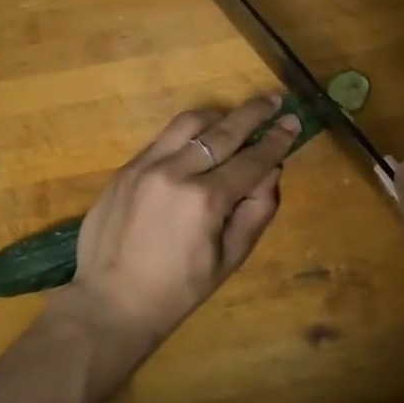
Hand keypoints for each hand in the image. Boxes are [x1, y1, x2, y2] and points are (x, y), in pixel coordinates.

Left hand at [53, 97, 302, 358]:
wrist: (111, 302)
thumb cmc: (178, 289)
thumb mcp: (230, 259)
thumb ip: (256, 211)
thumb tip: (272, 171)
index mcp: (206, 200)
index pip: (252, 159)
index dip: (277, 140)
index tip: (293, 122)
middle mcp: (176, 172)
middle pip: (223, 131)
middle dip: (253, 114)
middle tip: (272, 100)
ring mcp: (145, 166)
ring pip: (189, 123)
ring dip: (219, 116)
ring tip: (235, 117)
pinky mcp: (125, 169)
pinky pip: (162, 138)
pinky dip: (187, 133)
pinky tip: (198, 139)